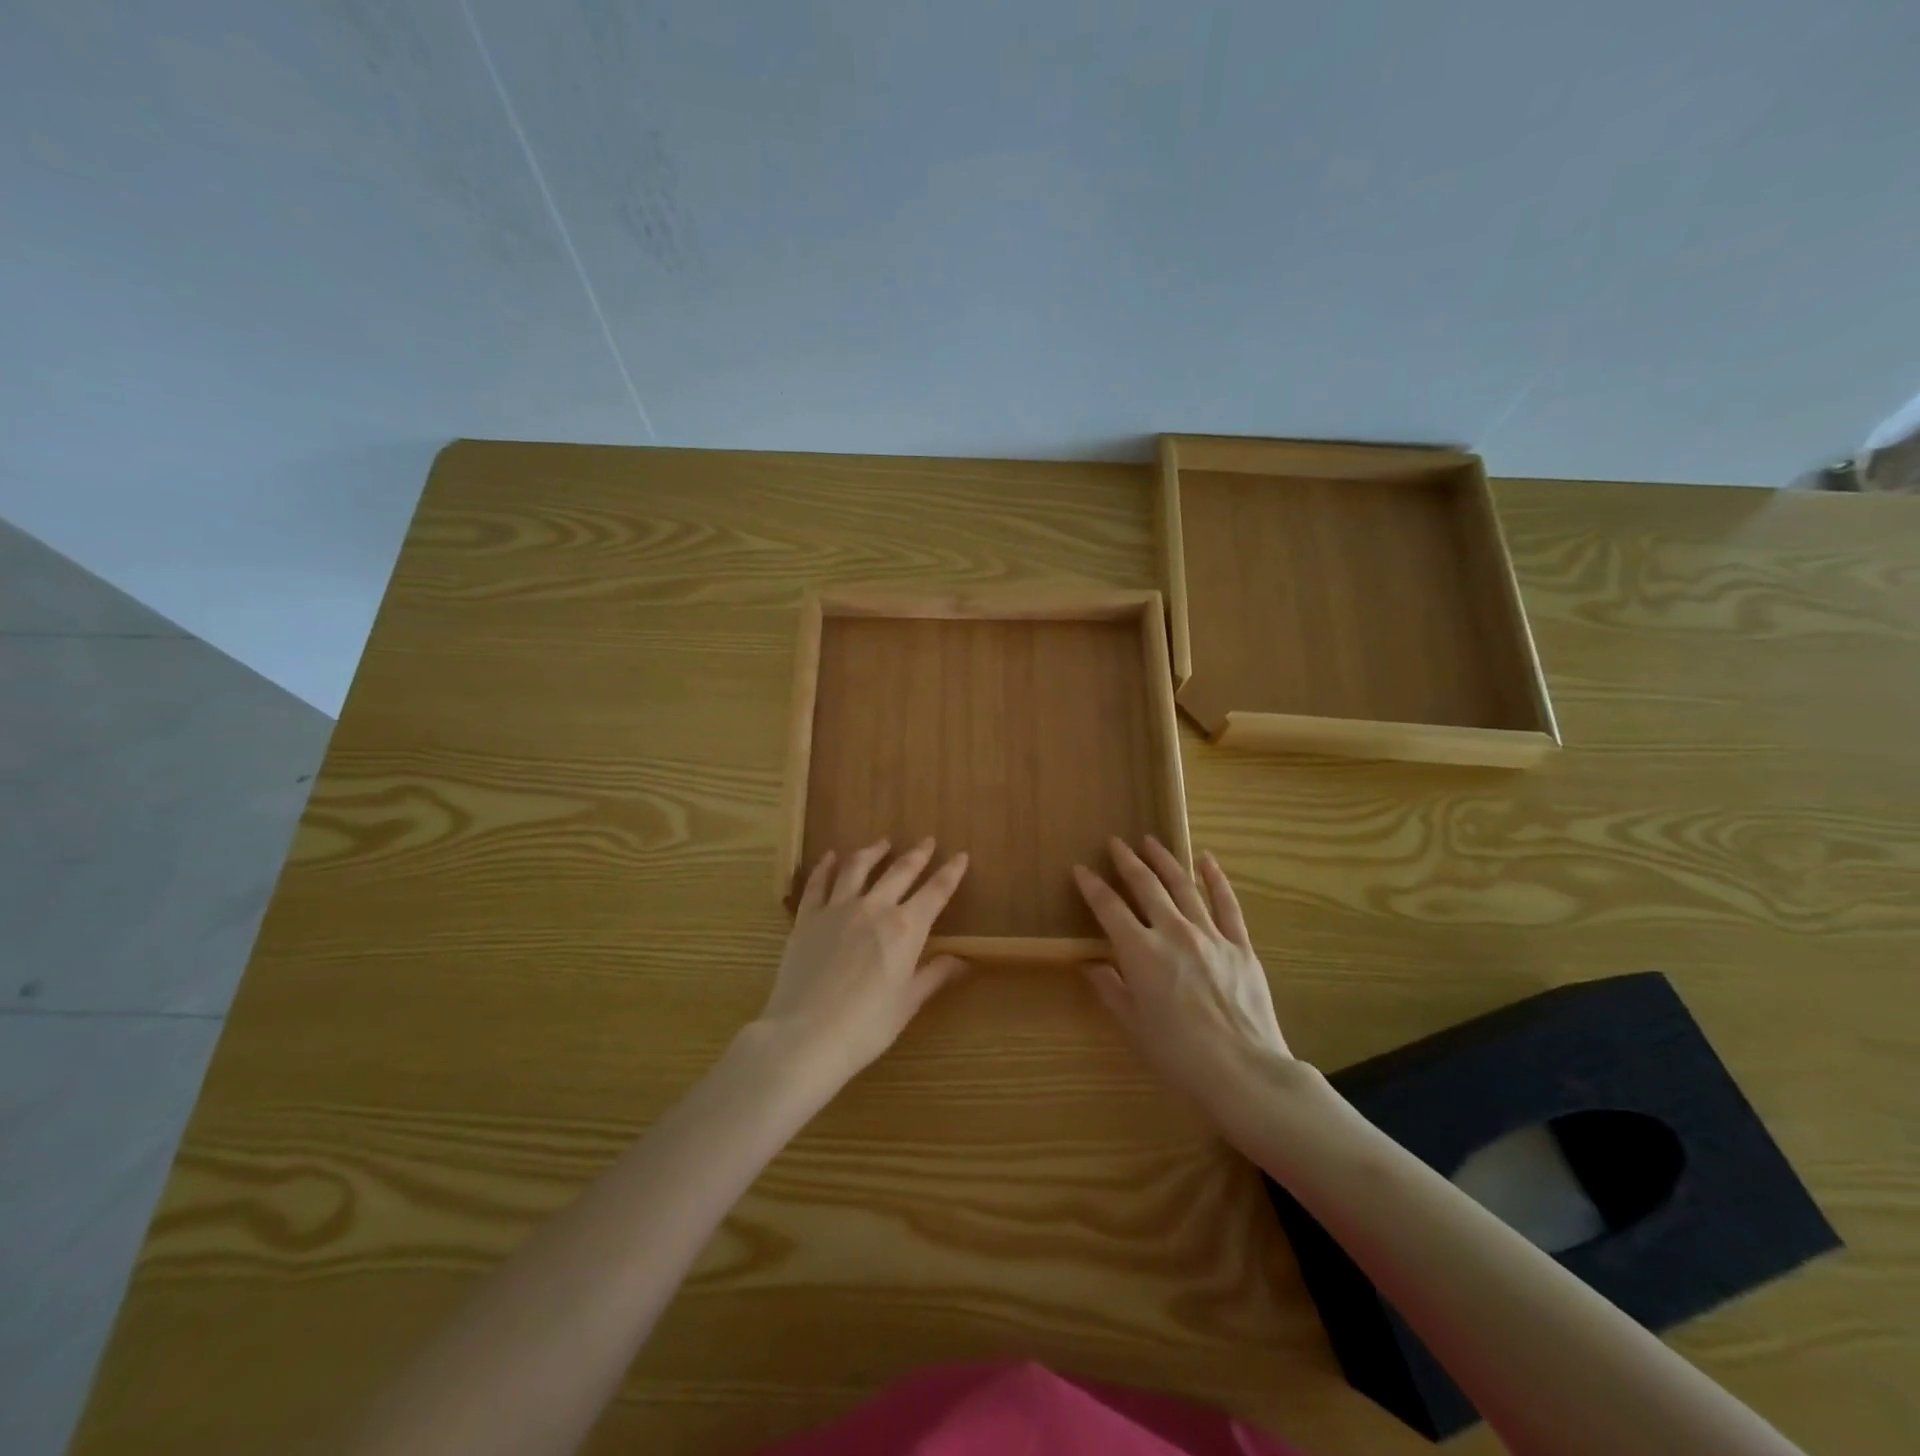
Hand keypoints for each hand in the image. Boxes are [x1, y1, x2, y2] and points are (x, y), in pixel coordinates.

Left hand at [758, 838, 969, 1088]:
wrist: (805, 1036)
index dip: (951, 872)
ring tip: (883, 842)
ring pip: (858, 868)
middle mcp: (874, 908)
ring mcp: (837, 909)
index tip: (960, 856)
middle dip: (917, 854)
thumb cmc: (865, 1027)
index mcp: (905, 929)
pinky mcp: (807, 918)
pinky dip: (826, 866)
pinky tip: (831, 857)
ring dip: (873, 851)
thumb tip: (962, 960)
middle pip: (900, 871)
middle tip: (927, 840)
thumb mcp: (907, 1004)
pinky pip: (818, 883)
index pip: (936, 892)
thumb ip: (933, 975)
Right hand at [1073, 837, 1291, 1113]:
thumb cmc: (1178, 1054)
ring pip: (1182, 885)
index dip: (1092, 886)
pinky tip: (1206, 860)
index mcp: (1140, 951)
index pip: (1109, 907)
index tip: (1081, 869)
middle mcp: (1172, 932)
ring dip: (1164, 860)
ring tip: (1150, 841)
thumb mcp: (1133, 1024)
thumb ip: (1109, 987)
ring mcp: (1210, 934)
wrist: (1243, 1072)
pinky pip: (1226, 903)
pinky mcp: (1240, 945)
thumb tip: (1088, 963)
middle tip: (1116, 842)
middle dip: (1127, 861)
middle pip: (1146, 885)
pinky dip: (1215, 878)